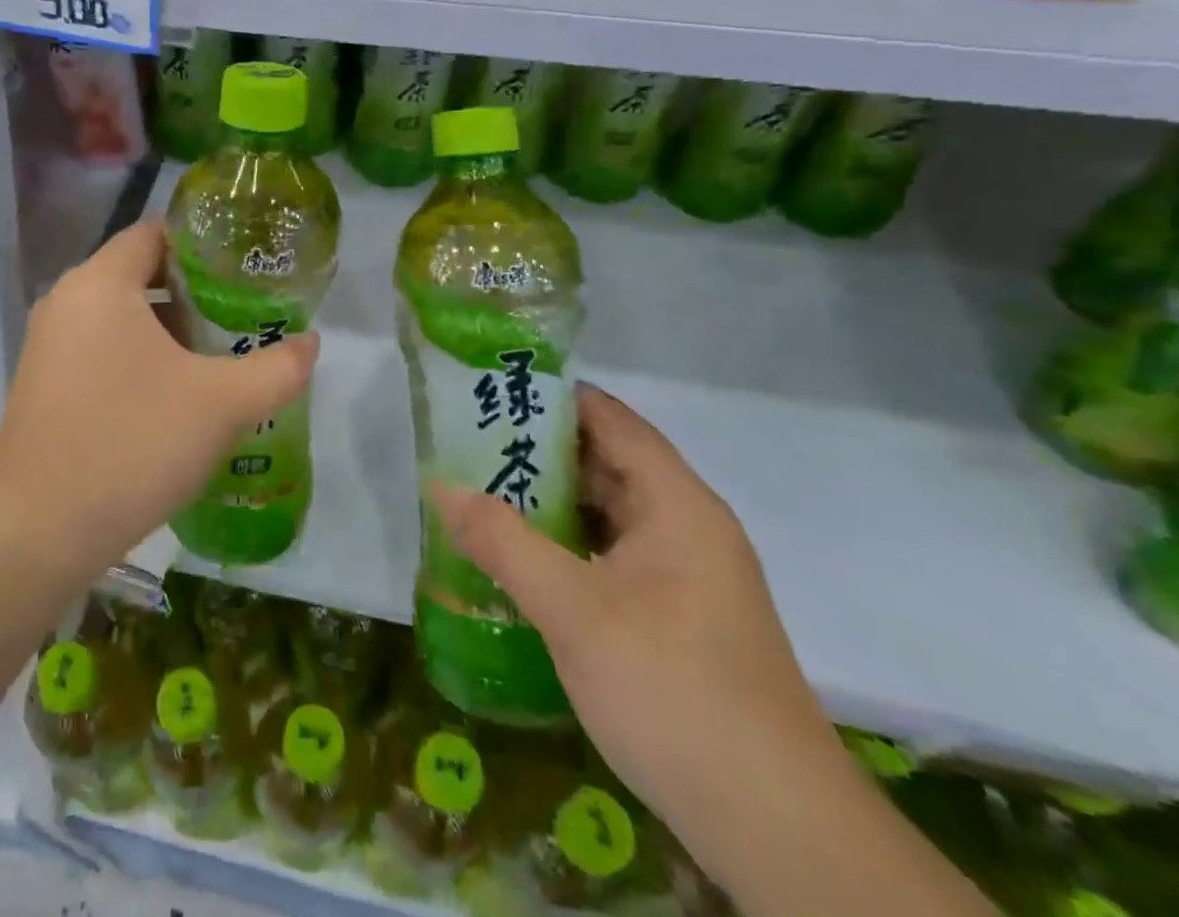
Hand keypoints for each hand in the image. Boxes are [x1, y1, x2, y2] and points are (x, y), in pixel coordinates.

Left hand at [0, 220, 318, 577]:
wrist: (37, 531)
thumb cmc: (133, 443)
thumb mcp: (222, 404)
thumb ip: (277, 368)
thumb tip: (311, 343)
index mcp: (101, 283)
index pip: (156, 233)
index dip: (204, 244)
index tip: (245, 268)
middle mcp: (67, 301)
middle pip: (140, 273)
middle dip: (194, 293)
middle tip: (243, 314)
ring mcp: (49, 344)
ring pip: (121, 316)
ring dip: (168, 331)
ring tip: (217, 357)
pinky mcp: (44, 384)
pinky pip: (101, 349)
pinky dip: (139, 358)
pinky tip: (175, 397)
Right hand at [430, 385, 844, 837]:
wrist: (775, 826)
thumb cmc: (671, 688)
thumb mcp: (571, 608)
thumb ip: (501, 540)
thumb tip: (441, 485)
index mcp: (676, 504)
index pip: (611, 420)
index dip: (553, 397)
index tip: (492, 390)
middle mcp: (688, 527)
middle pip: (607, 463)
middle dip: (538, 451)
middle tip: (470, 443)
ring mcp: (687, 576)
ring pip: (609, 514)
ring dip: (550, 502)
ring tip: (482, 492)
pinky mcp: (679, 618)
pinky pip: (613, 557)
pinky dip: (568, 546)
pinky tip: (522, 560)